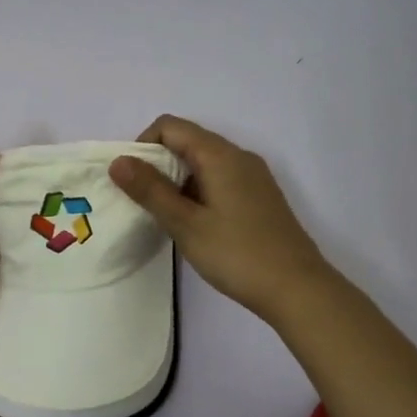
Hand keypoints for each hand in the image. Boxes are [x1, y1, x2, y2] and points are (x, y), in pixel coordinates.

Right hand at [110, 115, 335, 326]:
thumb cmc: (237, 254)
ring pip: (203, 162)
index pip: (170, 126)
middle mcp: (239, 157)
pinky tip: (193, 224)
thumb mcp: (185, 223)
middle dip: (157, 163)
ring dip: (176, 180)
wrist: (298, 289)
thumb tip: (118, 161)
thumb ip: (150, 190)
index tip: (131, 180)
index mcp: (220, 155)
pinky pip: (219, 179)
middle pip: (187, 141)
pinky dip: (197, 191)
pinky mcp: (259, 197)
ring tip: (165, 216)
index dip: (143, 145)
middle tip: (142, 201)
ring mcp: (253, 177)